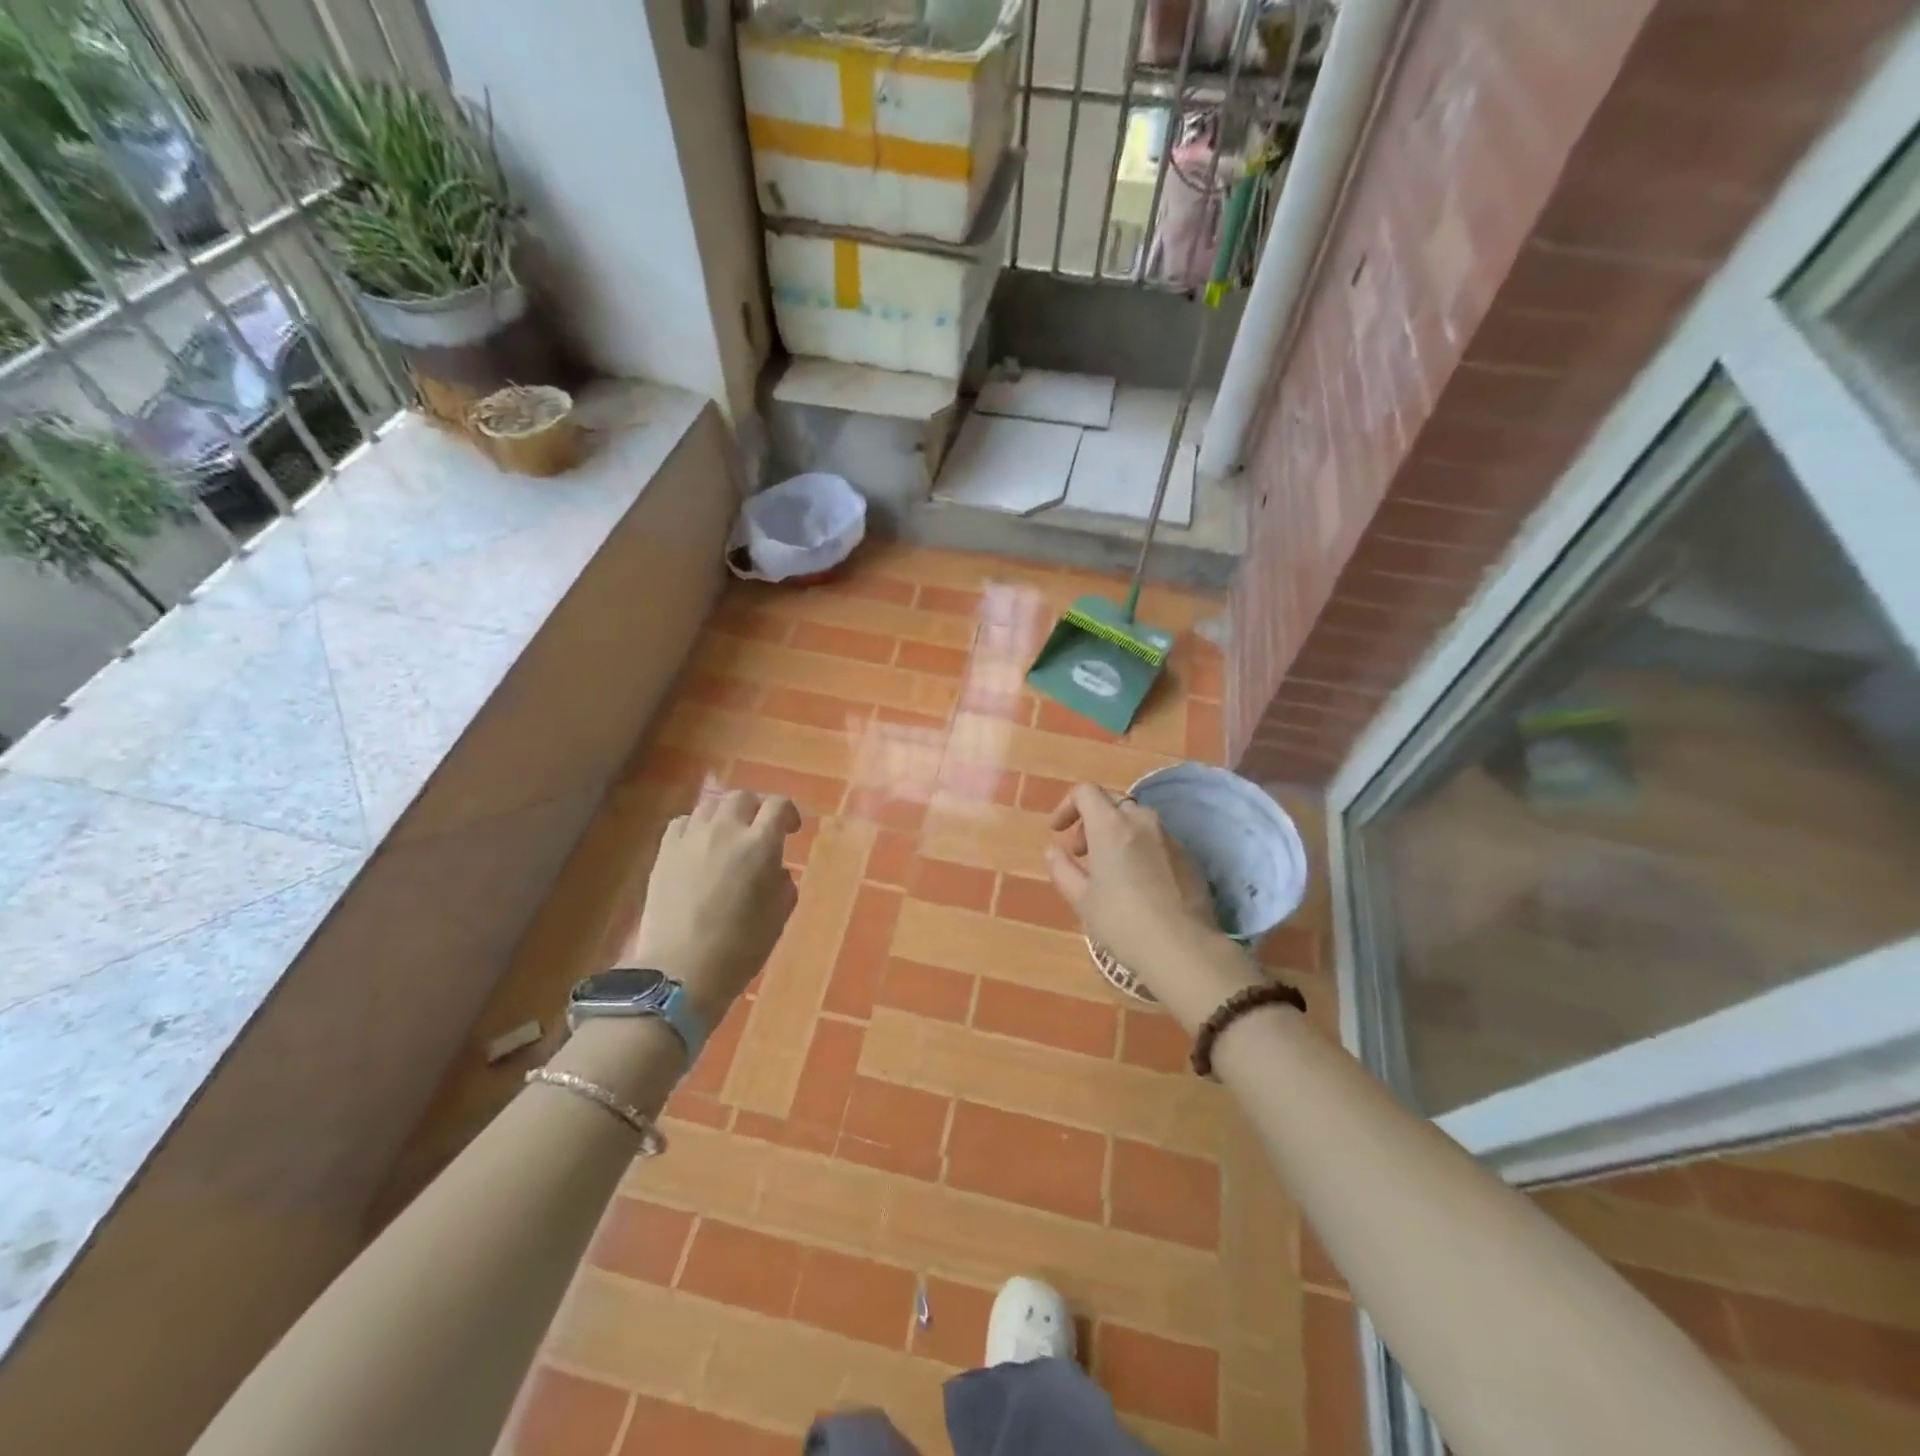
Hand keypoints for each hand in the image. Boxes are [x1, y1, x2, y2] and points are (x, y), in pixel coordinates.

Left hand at [622, 789, 800, 1022]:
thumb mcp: (778, 918)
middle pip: (743, 798)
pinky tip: (699, 844)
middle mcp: (726, 831)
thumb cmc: (739, 949)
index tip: (791, 830)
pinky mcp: (664, 852)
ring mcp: (691, 838)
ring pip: (711, 805)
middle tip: (760, 830)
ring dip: (725, 814)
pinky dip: (696, 825)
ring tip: (728, 834)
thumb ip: (784, 884)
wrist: (680, 971)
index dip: (789, 812)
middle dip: (756, 809)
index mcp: (760, 845)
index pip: (778, 805)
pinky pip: (683, 822)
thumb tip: (777, 870)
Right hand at [1046, 783, 1257, 1027]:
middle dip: (1091, 821)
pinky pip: (1158, 840)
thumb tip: (1053, 852)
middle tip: (1082, 853)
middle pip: (1112, 803)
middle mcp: (1142, 821)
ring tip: (1110, 868)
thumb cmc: (1122, 921)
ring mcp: (1170, 837)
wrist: (1183, 948)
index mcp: (1111, 825)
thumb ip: (1062, 869)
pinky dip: (1141, 848)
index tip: (1058, 832)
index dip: (1067, 806)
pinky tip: (1140, 883)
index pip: (1085, 792)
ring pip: (1137, 820)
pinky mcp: (1190, 856)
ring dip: (1117, 834)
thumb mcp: (1082, 900)